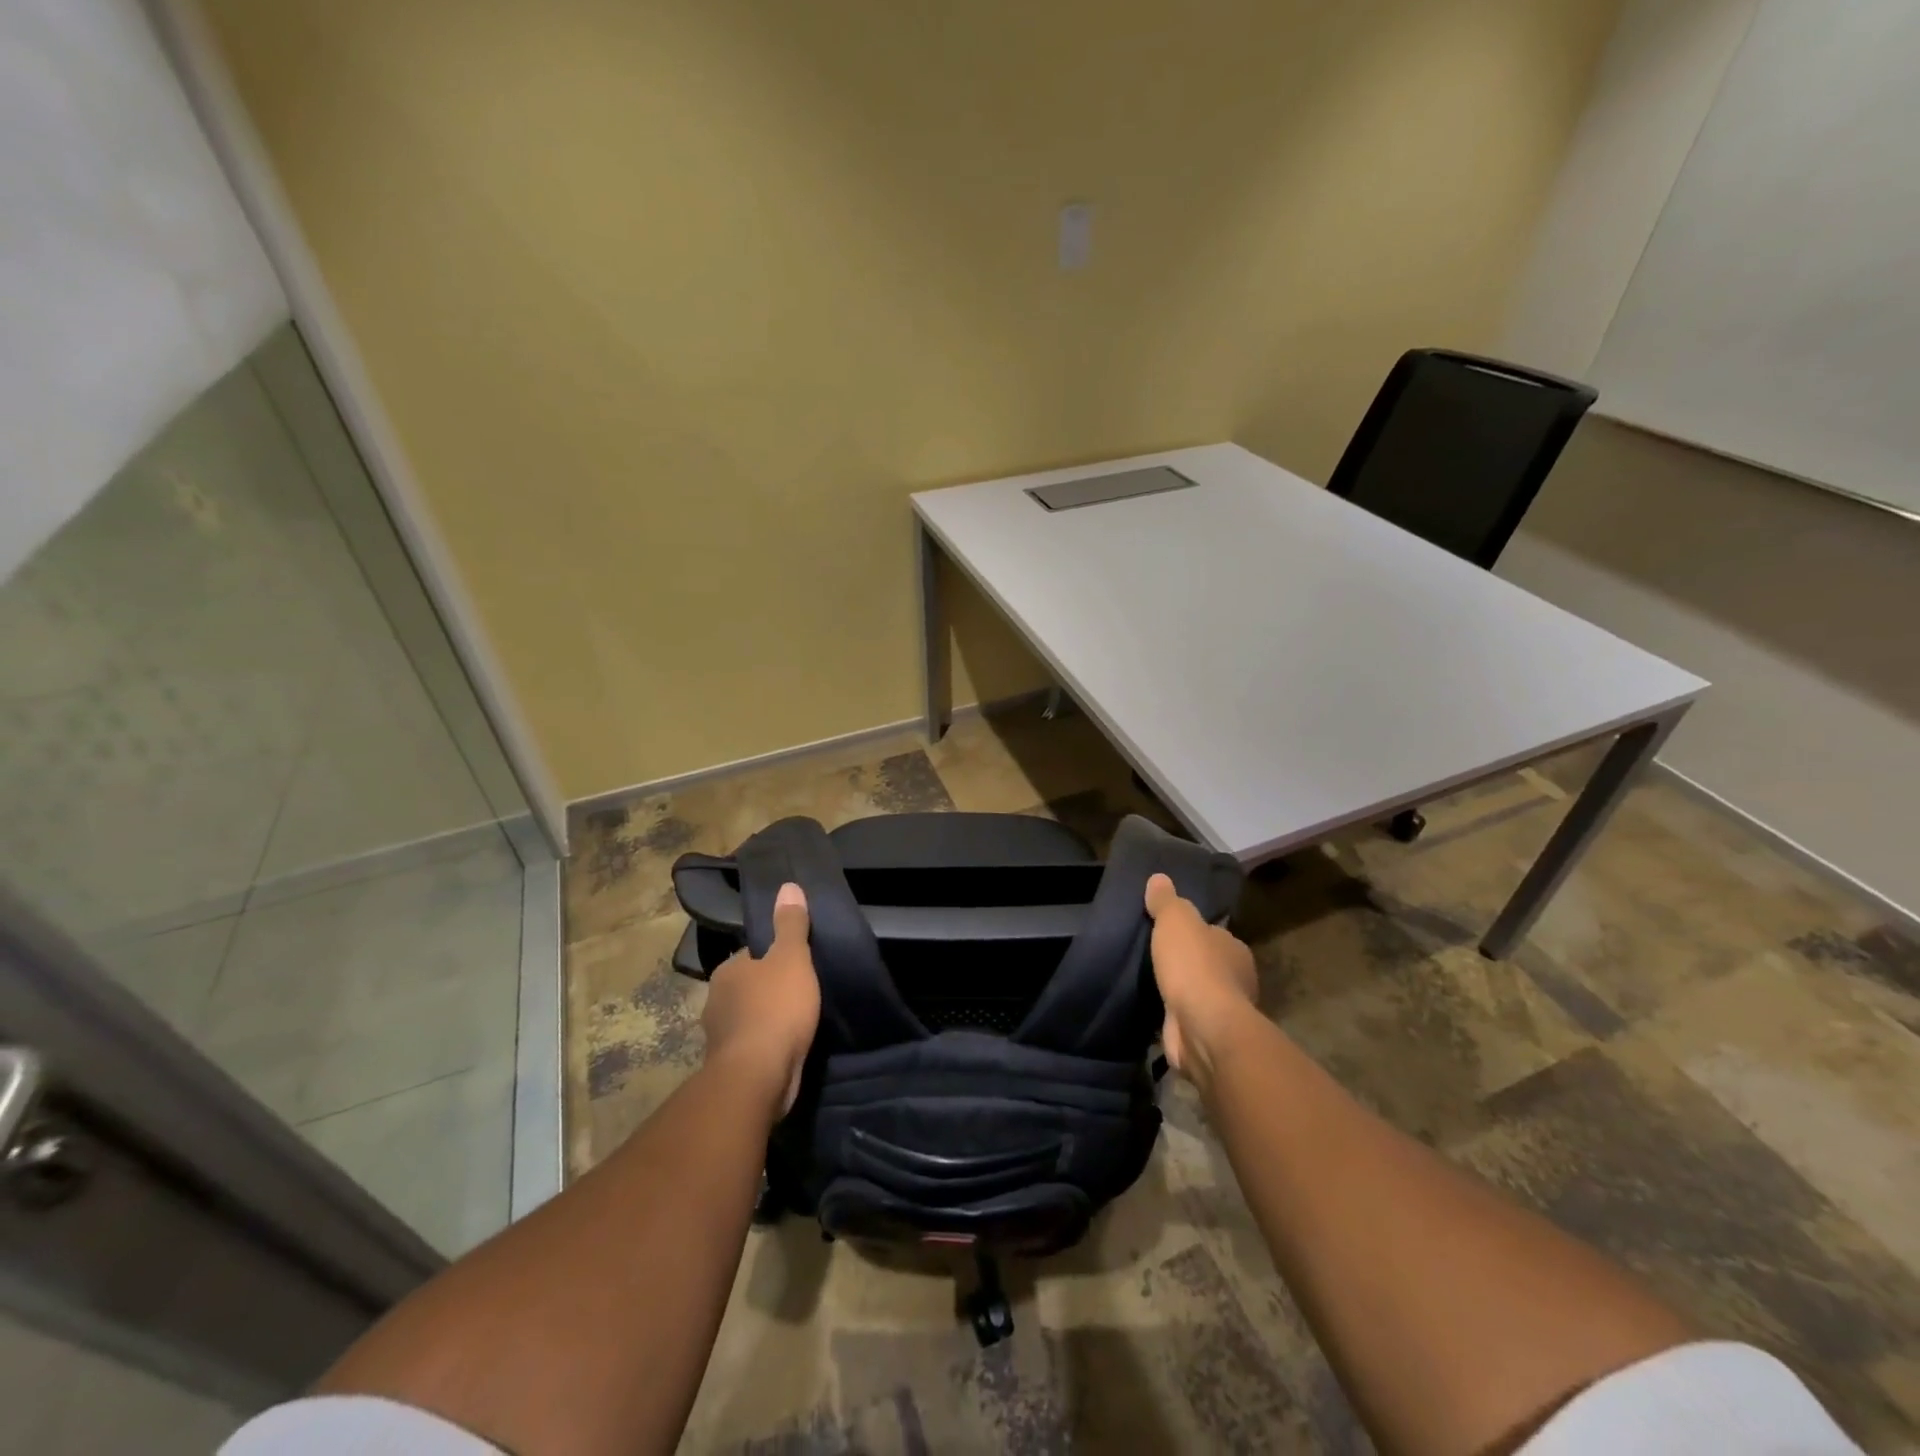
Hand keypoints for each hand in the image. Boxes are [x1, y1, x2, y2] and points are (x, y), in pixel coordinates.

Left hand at [702, 883, 820, 1114]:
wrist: (758, 1076)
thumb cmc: (776, 1008)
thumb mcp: (792, 957)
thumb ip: (791, 924)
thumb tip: (788, 885)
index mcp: (727, 971)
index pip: (750, 955)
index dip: (772, 956)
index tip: (794, 962)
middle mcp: (716, 1000)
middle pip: (747, 986)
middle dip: (768, 989)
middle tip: (800, 989)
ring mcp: (720, 1036)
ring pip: (747, 1017)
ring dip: (766, 1019)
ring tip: (797, 1019)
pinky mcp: (730, 1066)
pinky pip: (752, 1045)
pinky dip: (766, 1044)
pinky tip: (786, 1047)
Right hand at [1144, 872, 1257, 1088]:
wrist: (1202, 1027)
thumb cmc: (1194, 966)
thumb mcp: (1176, 921)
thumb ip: (1167, 901)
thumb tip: (1159, 878)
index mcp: (1234, 949)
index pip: (1214, 934)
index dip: (1194, 932)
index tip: (1169, 930)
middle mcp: (1236, 979)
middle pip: (1208, 964)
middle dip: (1187, 962)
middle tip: (1155, 956)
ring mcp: (1222, 1011)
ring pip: (1198, 993)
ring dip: (1180, 990)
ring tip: (1150, 983)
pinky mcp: (1206, 1036)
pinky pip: (1186, 1019)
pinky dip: (1174, 1015)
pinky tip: (1155, 1010)